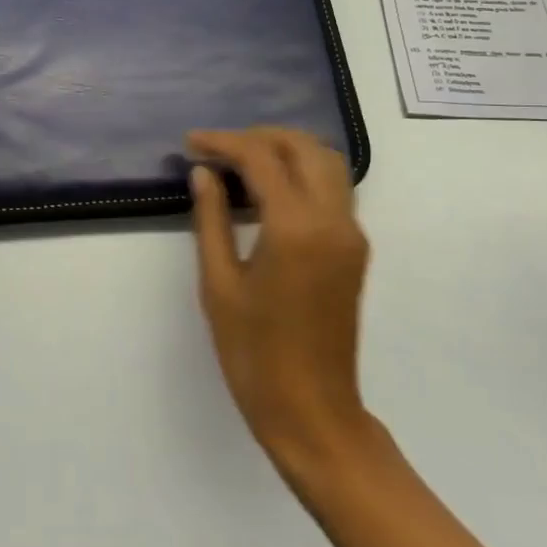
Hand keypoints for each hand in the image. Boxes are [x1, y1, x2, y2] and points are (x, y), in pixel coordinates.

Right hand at [186, 127, 370, 472]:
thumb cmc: (254, 352)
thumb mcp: (219, 283)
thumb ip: (212, 219)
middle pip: (304, 147)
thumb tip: (204, 173)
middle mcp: (332, 220)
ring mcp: (351, 234)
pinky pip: (333, 189)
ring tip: (241, 162)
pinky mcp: (354, 249)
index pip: (261, 158)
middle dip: (259, 136)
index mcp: (295, 228)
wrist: (312, 410)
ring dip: (286, 150)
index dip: (223, 142)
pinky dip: (302, 173)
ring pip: (327, 163)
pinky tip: (267, 190)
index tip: (191, 142)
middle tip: (217, 148)